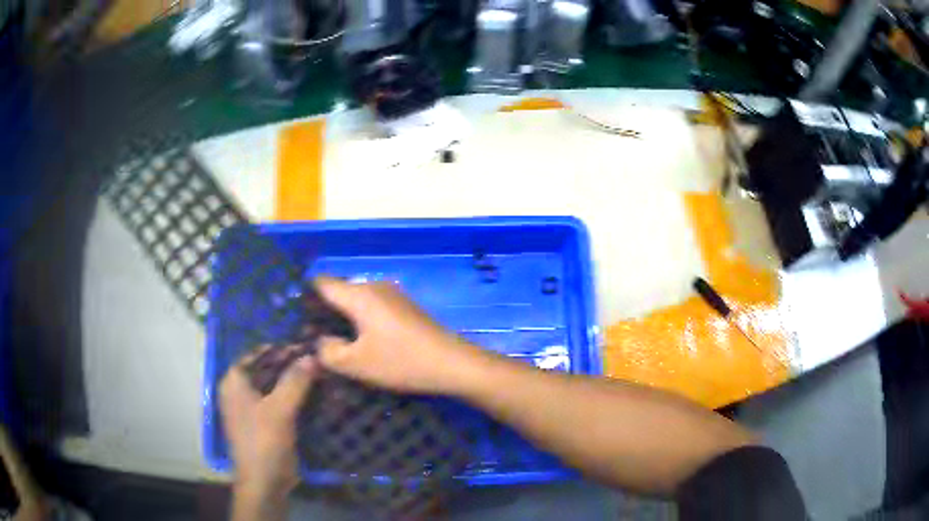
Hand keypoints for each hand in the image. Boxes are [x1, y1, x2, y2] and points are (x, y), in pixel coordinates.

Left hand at [220, 348, 316, 504]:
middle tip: (318, 361)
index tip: (307, 346)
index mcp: (234, 382)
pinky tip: (316, 395)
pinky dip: (295, 398)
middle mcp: (240, 391)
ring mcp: (252, 408)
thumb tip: (312, 356)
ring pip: (275, 387)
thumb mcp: (279, 409)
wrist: (264, 482)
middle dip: (291, 365)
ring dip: (295, 382)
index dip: (281, 349)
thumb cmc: (264, 441)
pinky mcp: (265, 423)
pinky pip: (280, 403)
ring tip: (321, 375)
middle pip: (267, 370)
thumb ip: (295, 380)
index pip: (257, 354)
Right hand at [314, 277, 485, 394]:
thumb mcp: (355, 363)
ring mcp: (393, 294)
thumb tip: (318, 341)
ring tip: (335, 344)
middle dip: (323, 313)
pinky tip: (362, 343)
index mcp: (359, 294)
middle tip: (313, 339)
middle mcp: (374, 286)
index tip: (296, 320)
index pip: (321, 283)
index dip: (304, 298)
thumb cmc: (400, 361)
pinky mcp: (405, 307)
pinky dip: (361, 321)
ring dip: (343, 319)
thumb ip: (327, 350)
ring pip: (356, 301)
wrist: (453, 363)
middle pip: (338, 291)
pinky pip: (372, 307)